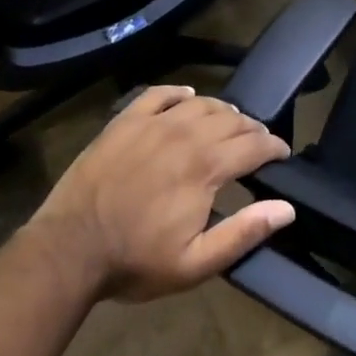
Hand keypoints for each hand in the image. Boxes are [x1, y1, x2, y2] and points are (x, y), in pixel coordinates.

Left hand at [29, 85, 295, 302]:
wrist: (69, 249)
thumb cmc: (136, 261)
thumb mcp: (195, 264)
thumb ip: (244, 233)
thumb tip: (287, 208)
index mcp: (206, 167)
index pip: (253, 146)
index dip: (274, 147)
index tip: (282, 153)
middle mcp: (185, 134)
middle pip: (231, 119)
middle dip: (252, 128)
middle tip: (259, 141)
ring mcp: (153, 123)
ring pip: (200, 103)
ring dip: (222, 110)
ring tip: (230, 121)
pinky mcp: (125, 121)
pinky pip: (159, 93)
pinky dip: (179, 92)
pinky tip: (187, 96)